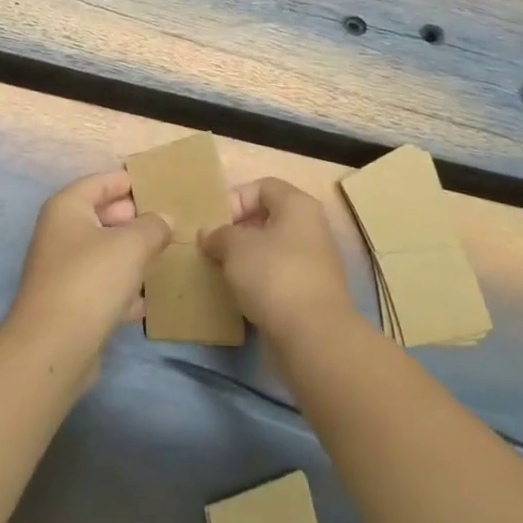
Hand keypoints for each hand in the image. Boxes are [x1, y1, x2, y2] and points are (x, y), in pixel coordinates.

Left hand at [5, 170, 171, 372]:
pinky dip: (122, 289)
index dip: (129, 182)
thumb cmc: (91, 279)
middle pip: (102, 217)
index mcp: (67, 208)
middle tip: (168, 222)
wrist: (53, 348)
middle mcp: (59, 233)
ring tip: (165, 255)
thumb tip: (164, 219)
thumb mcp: (132, 245)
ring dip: (131, 255)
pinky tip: (147, 300)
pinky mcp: (69, 304)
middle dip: (134, 219)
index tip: (160, 186)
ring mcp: (62, 270)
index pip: (101, 182)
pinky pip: (101, 286)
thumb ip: (153, 226)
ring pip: (103, 253)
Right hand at [201, 178, 357, 341]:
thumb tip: (208, 234)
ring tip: (222, 271)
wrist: (313, 335)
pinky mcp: (311, 292)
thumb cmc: (273, 275)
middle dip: (237, 231)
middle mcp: (311, 227)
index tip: (215, 224)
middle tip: (213, 247)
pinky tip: (240, 294)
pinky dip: (259, 280)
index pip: (263, 187)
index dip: (235, 199)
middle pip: (268, 217)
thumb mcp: (235, 247)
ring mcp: (315, 261)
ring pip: (272, 249)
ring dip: (246, 258)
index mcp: (298, 205)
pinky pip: (279, 275)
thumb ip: (218, 234)